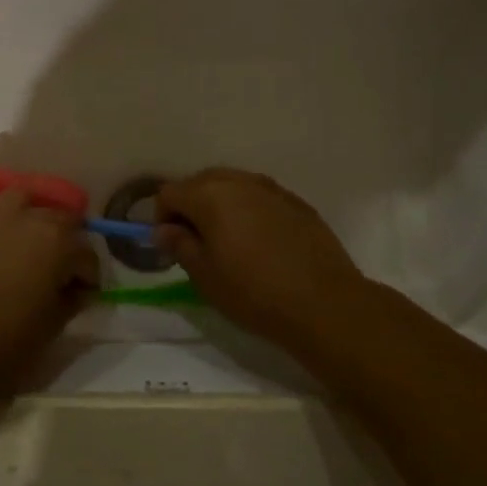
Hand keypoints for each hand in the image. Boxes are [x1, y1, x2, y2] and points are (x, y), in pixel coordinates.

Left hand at [0, 188, 99, 395]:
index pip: (87, 255)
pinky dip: (2, 223)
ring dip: (34, 218)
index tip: (83, 296)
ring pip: (24, 201)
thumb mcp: (50, 329)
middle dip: (67, 243)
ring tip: (30, 245)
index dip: (89, 278)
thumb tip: (76, 290)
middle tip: (59, 272)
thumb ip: (70, 302)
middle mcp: (27, 217)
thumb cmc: (1, 343)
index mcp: (57, 242)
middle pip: (60, 219)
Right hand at [154, 169, 367, 350]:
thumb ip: (179, 245)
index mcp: (210, 195)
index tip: (171, 246)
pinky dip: (249, 211)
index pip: (169, 193)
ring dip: (220, 206)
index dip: (162, 217)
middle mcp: (240, 182)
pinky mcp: (297, 202)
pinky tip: (259, 242)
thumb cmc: (254, 292)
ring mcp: (272, 189)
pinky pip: (260, 197)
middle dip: (190, 206)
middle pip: (200, 181)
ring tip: (227, 241)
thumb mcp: (204, 276)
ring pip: (233, 186)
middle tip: (195, 242)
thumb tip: (165, 230)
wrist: (324, 303)